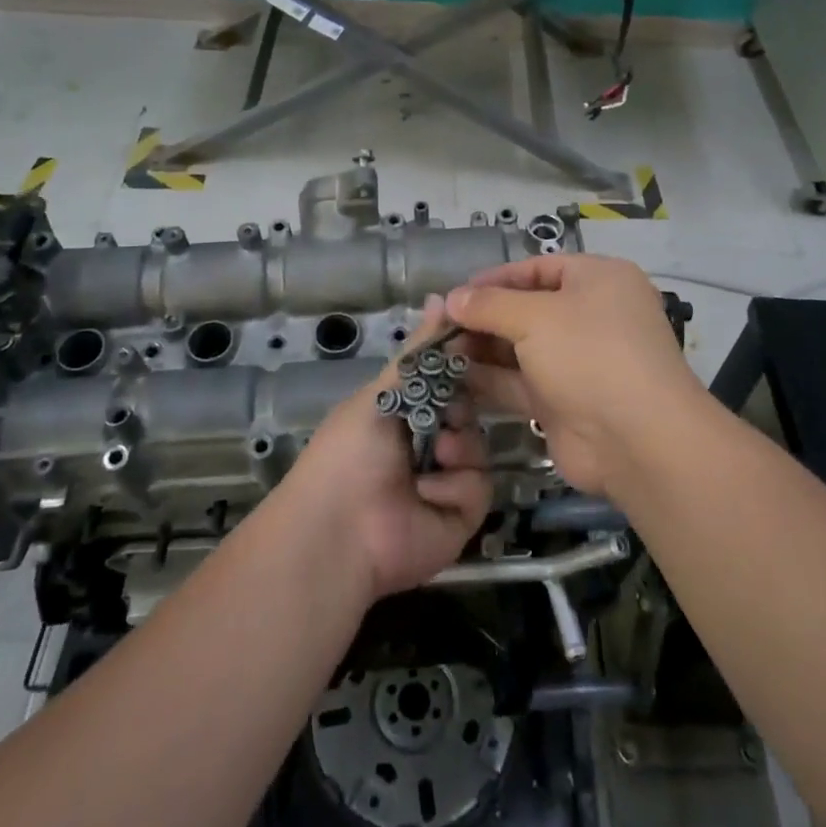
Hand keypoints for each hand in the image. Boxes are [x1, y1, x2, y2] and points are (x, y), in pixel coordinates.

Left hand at [281, 297, 493, 601]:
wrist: (341, 530)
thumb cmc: (352, 450)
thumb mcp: (382, 392)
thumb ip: (419, 351)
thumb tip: (441, 296)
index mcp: (406, 411)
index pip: (447, 379)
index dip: (463, 365)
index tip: (484, 345)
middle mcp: (428, 442)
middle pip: (469, 409)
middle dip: (459, 407)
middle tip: (444, 413)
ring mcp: (447, 478)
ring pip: (479, 444)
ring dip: (457, 446)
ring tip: (432, 459)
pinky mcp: (462, 513)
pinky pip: (480, 483)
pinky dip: (455, 485)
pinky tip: (428, 493)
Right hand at [447, 255, 708, 500]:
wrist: (637, 440)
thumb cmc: (590, 355)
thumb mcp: (535, 317)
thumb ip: (489, 305)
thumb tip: (451, 298)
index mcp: (598, 280)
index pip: (540, 268)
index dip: (496, 278)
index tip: (456, 292)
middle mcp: (591, 316)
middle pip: (527, 308)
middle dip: (483, 316)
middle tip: (438, 325)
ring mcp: (578, 362)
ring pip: (520, 348)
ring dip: (481, 349)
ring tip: (436, 350)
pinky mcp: (563, 401)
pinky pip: (520, 383)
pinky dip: (489, 380)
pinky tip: (452, 378)